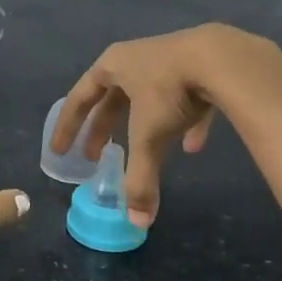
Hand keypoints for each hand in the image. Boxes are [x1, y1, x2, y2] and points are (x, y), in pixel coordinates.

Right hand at [49, 24, 281, 227]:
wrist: (221, 58)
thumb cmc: (169, 91)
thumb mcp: (148, 136)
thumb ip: (139, 178)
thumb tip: (137, 222)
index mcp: (112, 66)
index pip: (79, 99)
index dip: (68, 127)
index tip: (60, 151)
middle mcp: (134, 59)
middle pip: (110, 98)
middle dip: (102, 129)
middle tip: (94, 156)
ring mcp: (167, 60)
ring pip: (147, 97)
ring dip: (142, 125)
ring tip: (142, 152)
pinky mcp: (198, 67)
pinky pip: (185, 99)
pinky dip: (184, 123)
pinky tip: (193, 146)